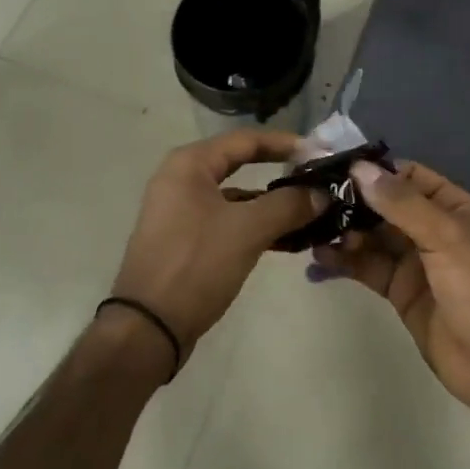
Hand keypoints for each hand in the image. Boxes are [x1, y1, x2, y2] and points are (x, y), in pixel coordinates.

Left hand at [109, 130, 321, 368]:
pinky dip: (255, 226)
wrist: (147, 328)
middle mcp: (182, 179)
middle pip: (241, 165)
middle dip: (281, 173)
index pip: (246, 140)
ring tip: (311, 213)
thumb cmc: (196, 264)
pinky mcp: (185, 240)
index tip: (319, 152)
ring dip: (272, 204)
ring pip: (236, 197)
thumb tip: (322, 194)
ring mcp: (181, 211)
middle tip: (317, 179)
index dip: (286, 144)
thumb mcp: (248, 230)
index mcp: (190, 164)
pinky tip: (286, 240)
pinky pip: (227, 221)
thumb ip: (288, 205)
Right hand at [312, 159, 469, 418]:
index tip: (334, 168)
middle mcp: (431, 228)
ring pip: (372, 237)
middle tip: (311, 198)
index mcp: (452, 207)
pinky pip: (368, 267)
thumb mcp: (445, 238)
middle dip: (352, 201)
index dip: (375, 170)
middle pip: (385, 206)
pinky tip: (319, 257)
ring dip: (344, 231)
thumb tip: (360, 169)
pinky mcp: (399, 291)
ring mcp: (414, 261)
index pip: (408, 176)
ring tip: (310, 227)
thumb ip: (402, 204)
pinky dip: (345, 261)